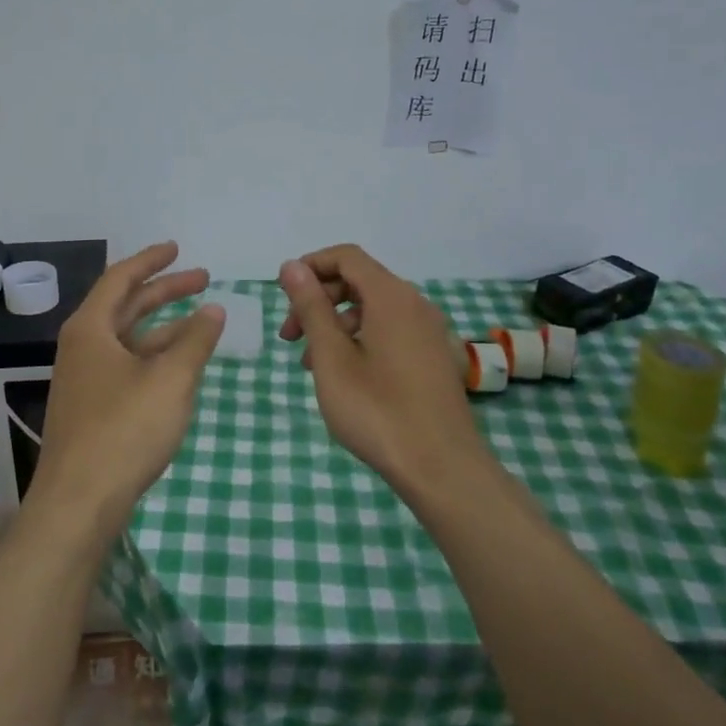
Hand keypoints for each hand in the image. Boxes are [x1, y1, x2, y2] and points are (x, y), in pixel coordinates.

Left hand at [27, 242, 224, 541]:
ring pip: (128, 339)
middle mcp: (82, 347)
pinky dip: (155, 357)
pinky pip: (127, 365)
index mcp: (91, 329)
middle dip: (165, 291)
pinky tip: (181, 365)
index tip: (177, 248)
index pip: (121, 279)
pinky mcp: (92, 408)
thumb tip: (214, 308)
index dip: (151, 260)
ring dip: (164, 326)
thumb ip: (195, 340)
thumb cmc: (124, 430)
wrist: (79, 502)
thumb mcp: (170, 380)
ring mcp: (85, 379)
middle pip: (126, 306)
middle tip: (203, 279)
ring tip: (203, 321)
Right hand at [277, 244, 487, 487]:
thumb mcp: (331, 358)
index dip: (311, 266)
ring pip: (373, 309)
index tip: (283, 296)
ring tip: (310, 363)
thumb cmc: (378, 411)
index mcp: (391, 297)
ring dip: (335, 324)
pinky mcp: (434, 358)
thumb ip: (311, 307)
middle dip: (318, 300)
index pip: (346, 257)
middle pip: (359, 281)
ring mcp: (429, 332)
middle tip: (289, 336)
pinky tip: (343, 376)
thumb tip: (291, 266)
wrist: (442, 469)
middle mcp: (415, 305)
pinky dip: (359, 339)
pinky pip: (390, 331)